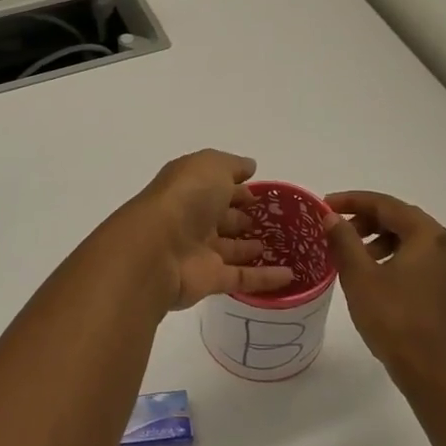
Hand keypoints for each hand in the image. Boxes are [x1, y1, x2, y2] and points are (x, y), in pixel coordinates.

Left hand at [128, 151, 295, 310]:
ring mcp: (200, 251)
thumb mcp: (210, 166)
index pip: (216, 187)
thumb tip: (250, 166)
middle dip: (242, 217)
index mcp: (190, 189)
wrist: (157, 249)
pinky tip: (289, 275)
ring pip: (230, 249)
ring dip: (251, 247)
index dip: (236, 188)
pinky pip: (242, 278)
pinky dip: (265, 278)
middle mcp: (192, 219)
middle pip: (221, 218)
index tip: (259, 192)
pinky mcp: (210, 280)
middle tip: (270, 220)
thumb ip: (232, 165)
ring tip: (279, 245)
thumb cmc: (185, 197)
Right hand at [325, 191, 445, 387]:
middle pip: (403, 220)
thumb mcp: (360, 277)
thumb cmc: (394, 320)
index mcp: (429, 236)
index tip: (325, 206)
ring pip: (413, 241)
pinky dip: (397, 258)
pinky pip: (422, 261)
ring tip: (354, 257)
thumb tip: (331, 217)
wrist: (435, 374)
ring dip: (382, 240)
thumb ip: (344, 240)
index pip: (386, 205)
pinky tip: (377, 277)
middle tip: (337, 231)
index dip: (352, 201)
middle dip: (367, 221)